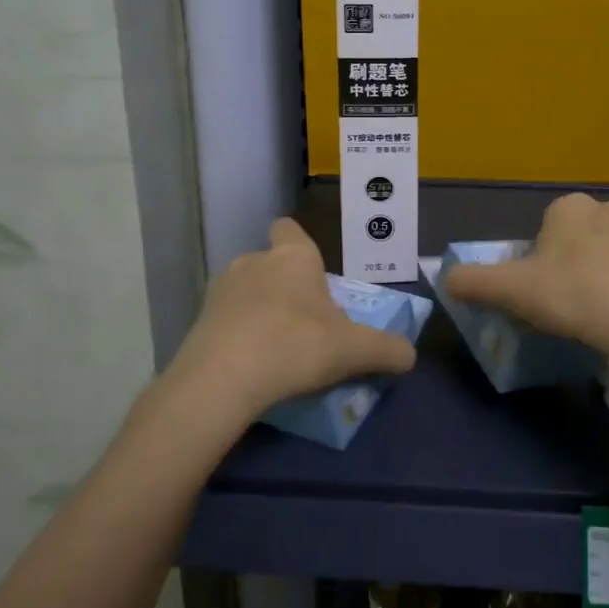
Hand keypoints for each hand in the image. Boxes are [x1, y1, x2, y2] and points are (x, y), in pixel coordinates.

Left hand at [169, 218, 416, 420]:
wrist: (222, 378)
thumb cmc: (296, 346)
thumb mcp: (354, 350)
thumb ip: (387, 350)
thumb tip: (410, 355)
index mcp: (294, 257)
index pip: (289, 228)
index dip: (298, 244)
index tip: (311, 272)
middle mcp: (254, 261)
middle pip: (271, 263)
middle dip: (284, 286)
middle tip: (303, 323)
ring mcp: (221, 289)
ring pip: (245, 290)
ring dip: (257, 309)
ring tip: (273, 347)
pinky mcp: (198, 319)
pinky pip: (224, 319)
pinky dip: (235, 334)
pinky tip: (247, 364)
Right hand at [444, 193, 608, 362]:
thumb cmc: (573, 295)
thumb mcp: (511, 291)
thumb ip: (473, 282)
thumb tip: (446, 280)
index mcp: (569, 206)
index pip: (543, 228)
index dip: (537, 260)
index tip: (540, 290)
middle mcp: (607, 207)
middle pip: (575, 236)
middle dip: (569, 262)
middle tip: (564, 302)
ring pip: (607, 250)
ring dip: (600, 271)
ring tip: (595, 311)